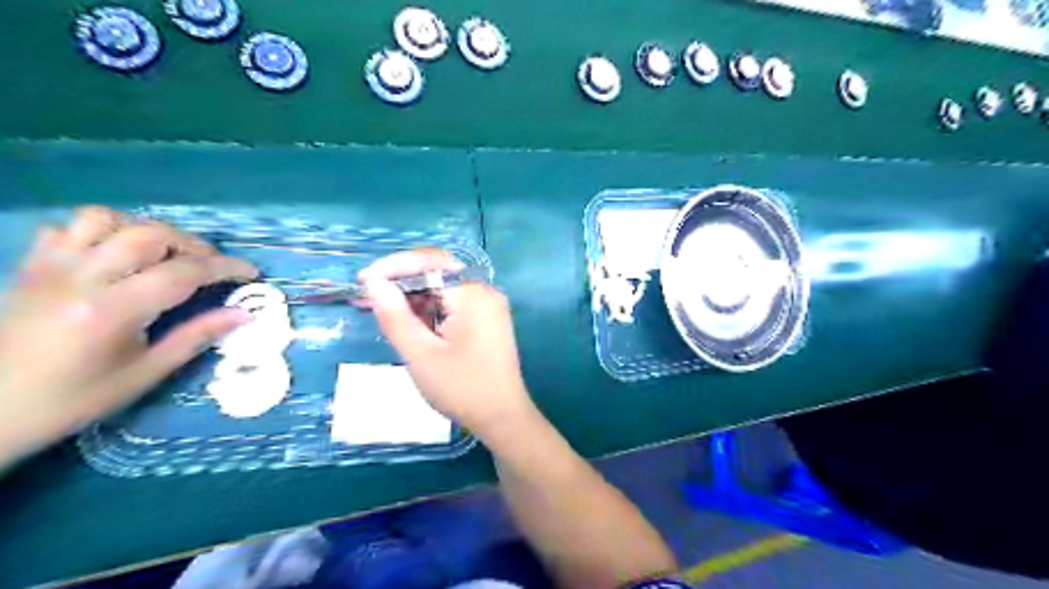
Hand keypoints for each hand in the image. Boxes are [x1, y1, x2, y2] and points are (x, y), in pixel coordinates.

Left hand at [0, 208, 256, 463]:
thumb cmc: (74, 400)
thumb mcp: (146, 374)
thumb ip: (197, 337)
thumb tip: (244, 315)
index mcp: (112, 310)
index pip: (184, 272)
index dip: (225, 268)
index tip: (251, 273)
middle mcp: (81, 277)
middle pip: (150, 235)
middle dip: (193, 245)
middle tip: (211, 267)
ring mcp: (51, 266)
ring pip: (107, 219)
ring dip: (147, 231)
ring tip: (165, 255)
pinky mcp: (32, 266)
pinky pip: (68, 228)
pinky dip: (102, 231)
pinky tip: (117, 255)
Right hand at [361, 250, 535, 437]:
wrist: (503, 418)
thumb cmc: (462, 388)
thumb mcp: (421, 354)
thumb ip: (395, 316)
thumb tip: (373, 283)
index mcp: (472, 293)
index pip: (429, 262)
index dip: (393, 267)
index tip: (362, 281)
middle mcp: (484, 292)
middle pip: (437, 273)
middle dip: (400, 283)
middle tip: (366, 297)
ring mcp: (487, 307)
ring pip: (443, 290)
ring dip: (412, 298)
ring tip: (378, 310)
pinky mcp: (486, 321)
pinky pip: (452, 305)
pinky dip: (428, 311)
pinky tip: (406, 322)